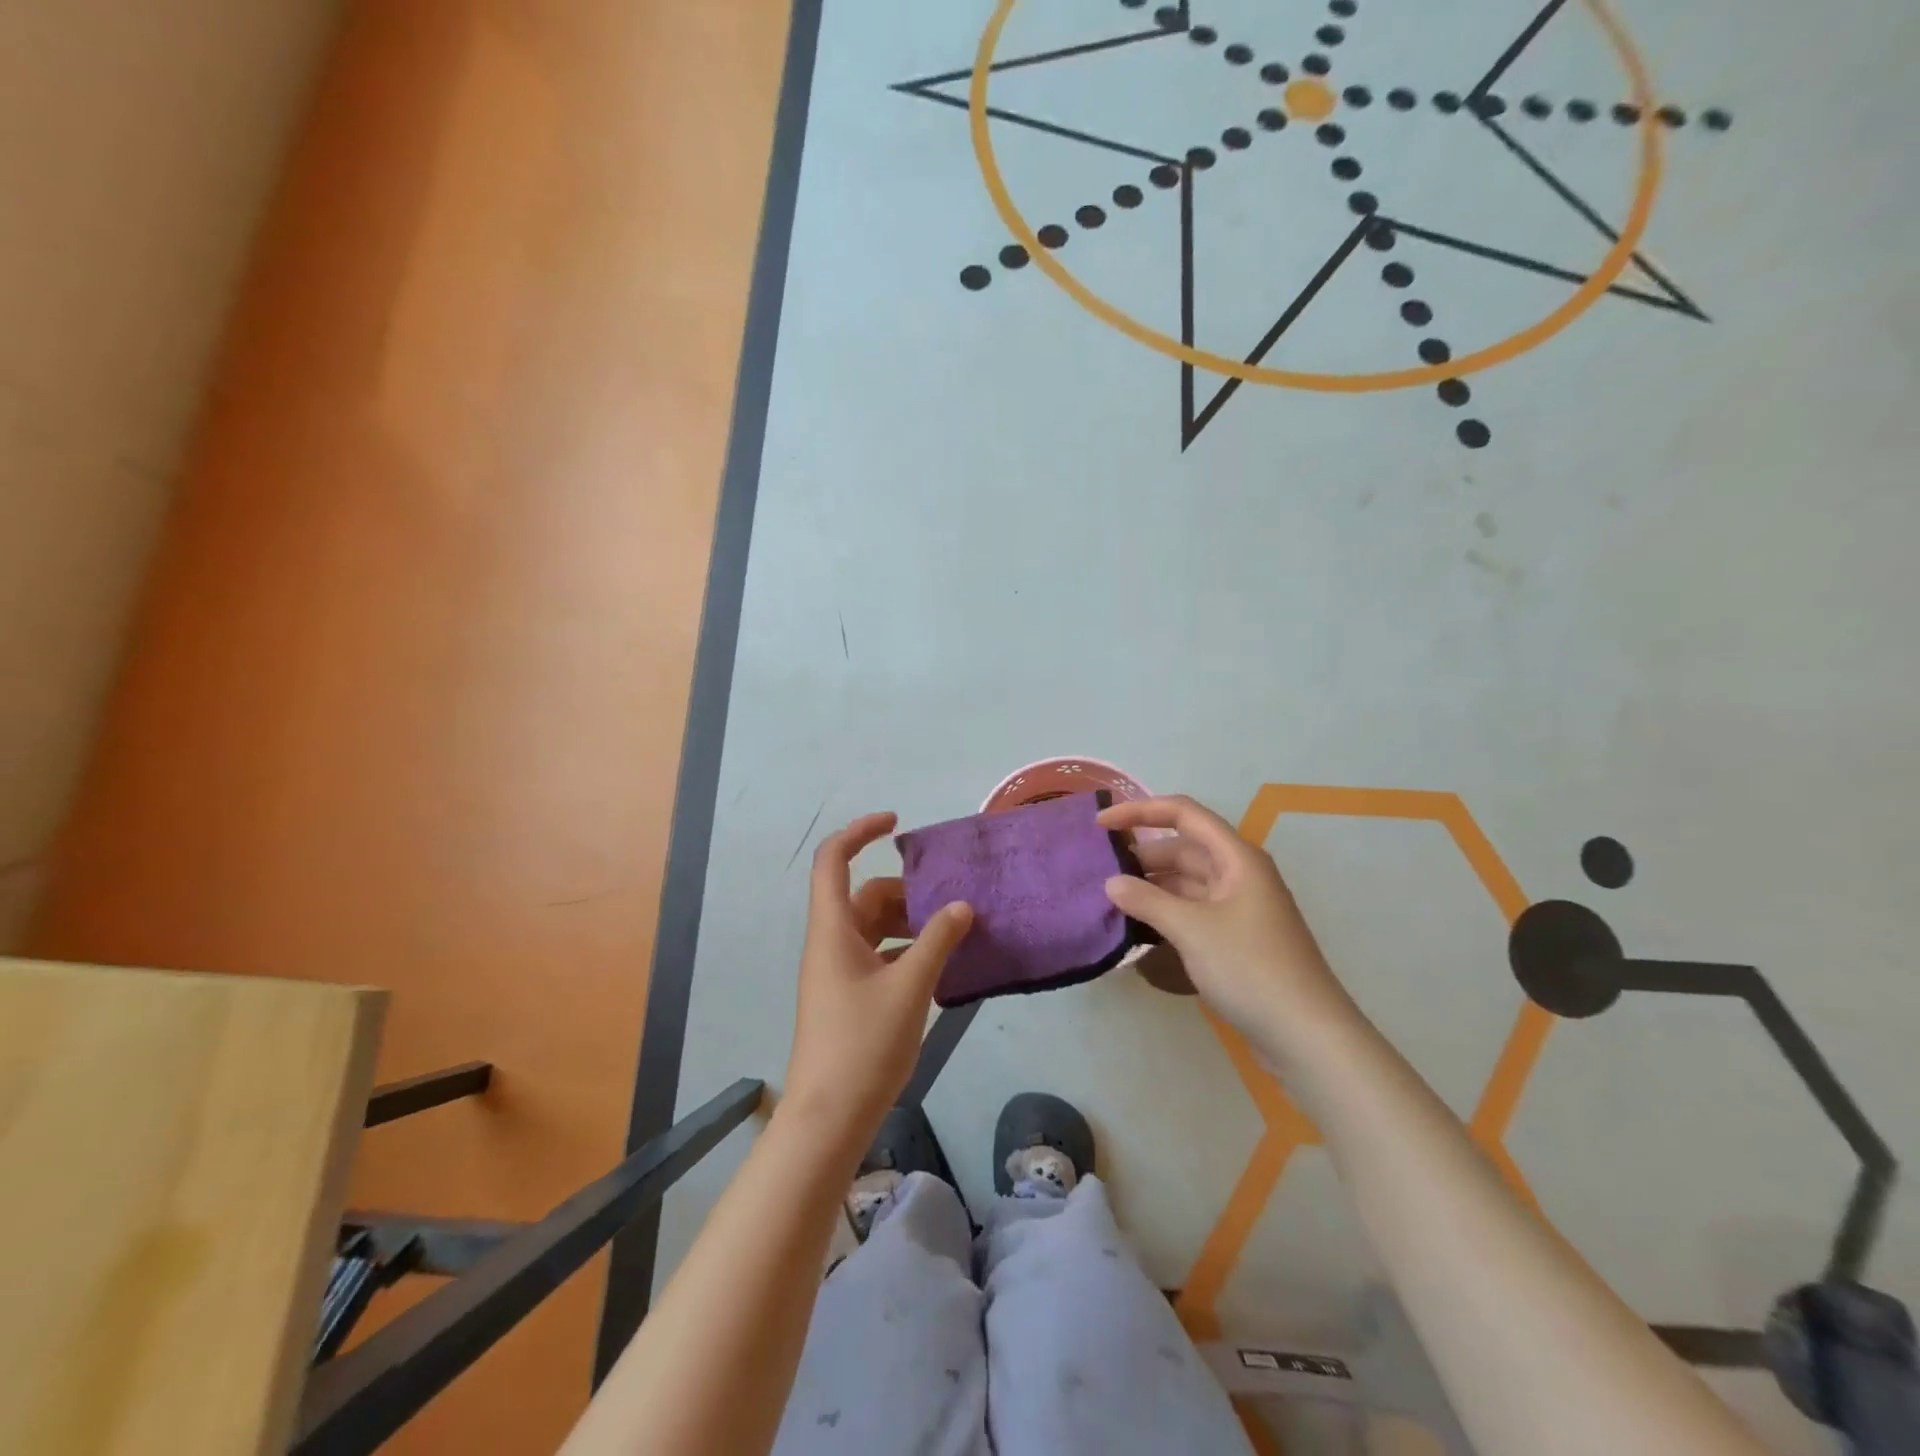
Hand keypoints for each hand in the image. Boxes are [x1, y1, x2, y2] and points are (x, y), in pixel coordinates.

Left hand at [783, 812, 973, 1152]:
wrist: (828, 1118)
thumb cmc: (863, 1044)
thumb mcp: (909, 988)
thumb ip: (937, 941)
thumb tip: (961, 906)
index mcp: (832, 929)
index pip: (833, 859)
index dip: (860, 831)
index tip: (898, 824)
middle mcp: (830, 942)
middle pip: (865, 895)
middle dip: (906, 892)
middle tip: (951, 904)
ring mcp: (837, 971)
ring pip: (874, 928)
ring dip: (910, 924)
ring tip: (953, 935)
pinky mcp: (848, 997)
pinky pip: (878, 956)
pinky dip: (905, 952)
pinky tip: (939, 968)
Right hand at [1099, 795, 1353, 1054]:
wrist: (1306, 1036)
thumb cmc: (1251, 969)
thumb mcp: (1192, 930)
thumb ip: (1147, 901)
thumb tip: (1111, 883)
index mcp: (1237, 858)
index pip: (1184, 814)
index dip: (1140, 811)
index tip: (1101, 825)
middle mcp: (1239, 875)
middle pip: (1184, 849)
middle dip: (1142, 855)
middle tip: (1099, 872)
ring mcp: (1238, 908)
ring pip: (1186, 883)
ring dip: (1151, 886)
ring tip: (1110, 899)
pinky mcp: (1235, 939)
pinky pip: (1192, 911)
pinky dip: (1165, 912)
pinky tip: (1138, 926)